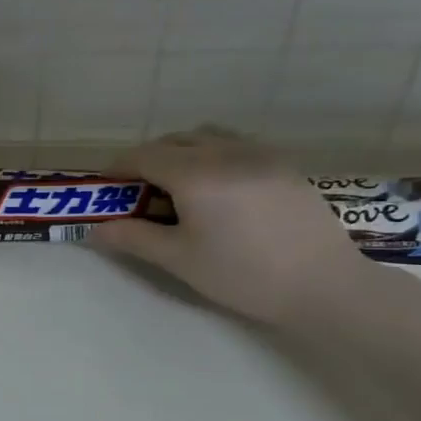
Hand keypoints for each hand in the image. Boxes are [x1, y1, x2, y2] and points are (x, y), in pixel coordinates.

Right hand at [91, 126, 375, 325]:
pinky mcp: (282, 164)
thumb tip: (96, 230)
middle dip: (148, 159)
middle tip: (138, 192)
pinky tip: (218, 189)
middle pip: (174, 140)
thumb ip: (134, 238)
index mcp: (195, 173)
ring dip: (181, 152)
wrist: (324, 284)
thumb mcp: (179, 259)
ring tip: (178, 187)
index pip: (144, 155)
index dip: (119, 168)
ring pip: (206, 137)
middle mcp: (225, 152)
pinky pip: (235, 145)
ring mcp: (258, 154)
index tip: (107, 188)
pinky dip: (212, 155)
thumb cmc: (243, 274)